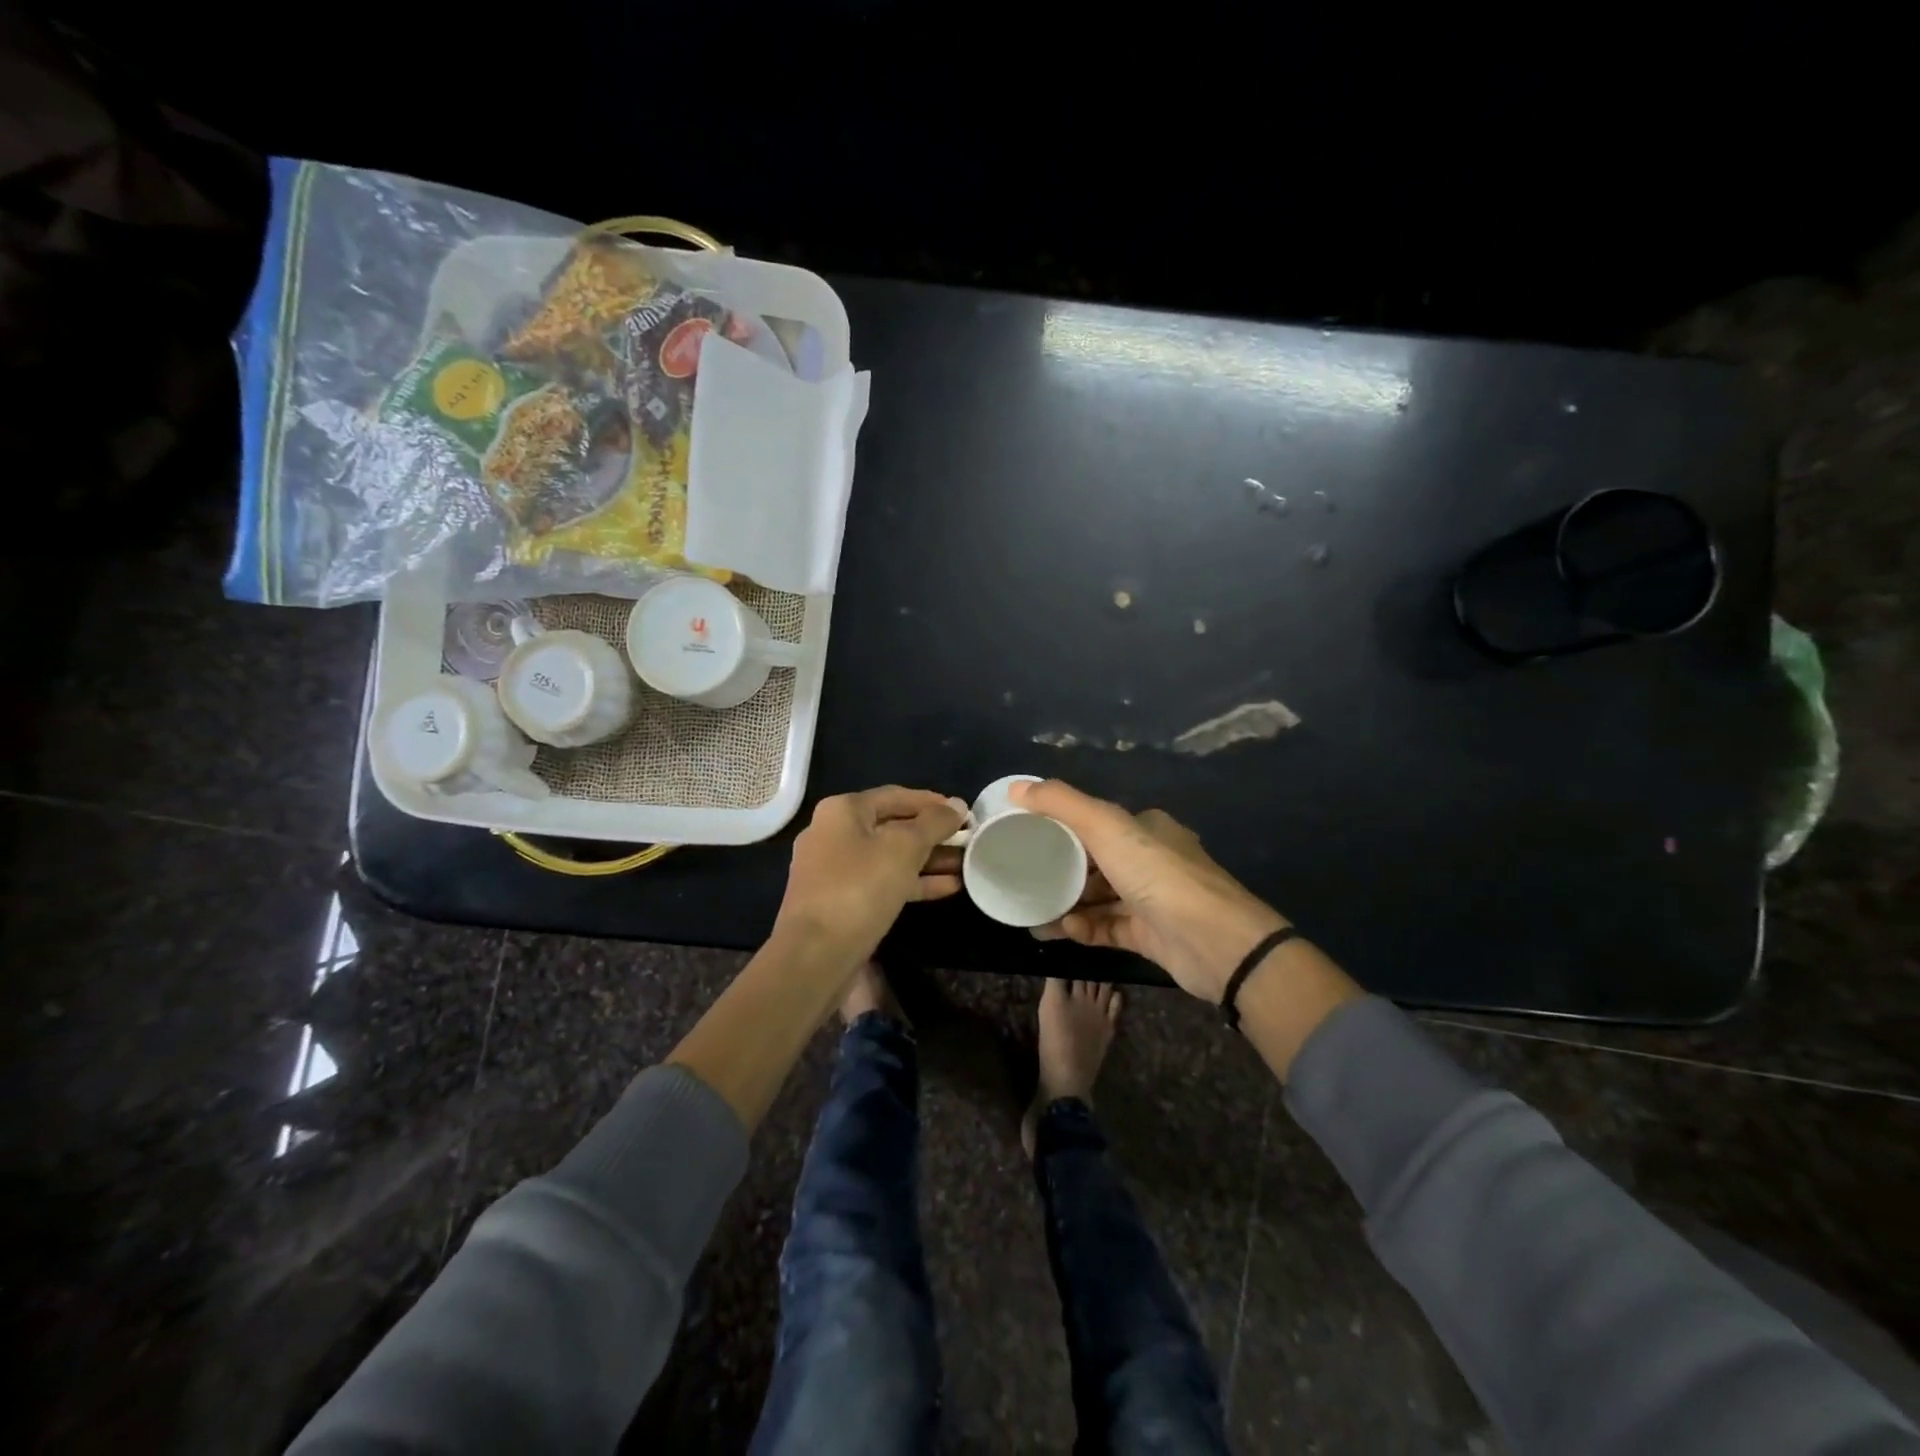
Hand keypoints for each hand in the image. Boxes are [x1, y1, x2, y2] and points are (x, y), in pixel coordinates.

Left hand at [772, 786, 965, 968]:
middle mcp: (833, 833)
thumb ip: (934, 823)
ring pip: (890, 857)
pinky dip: (913, 882)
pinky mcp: (841, 901)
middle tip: (969, 841)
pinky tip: (947, 888)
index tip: (964, 812)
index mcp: (843, 810)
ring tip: (965, 865)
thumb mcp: (904, 848)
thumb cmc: (860, 888)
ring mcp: (835, 870)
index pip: (896, 796)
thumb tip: (957, 805)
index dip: (933, 802)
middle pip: (893, 826)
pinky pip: (883, 882)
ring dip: (928, 860)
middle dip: (933, 835)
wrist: (815, 955)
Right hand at [1011, 779, 1287, 1001]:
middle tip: (1024, 878)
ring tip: (1032, 910)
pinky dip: (1084, 928)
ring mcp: (1152, 900)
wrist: (1215, 942)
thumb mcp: (1106, 827)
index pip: (1097, 822)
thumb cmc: (1158, 874)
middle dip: (1060, 870)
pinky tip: (1061, 930)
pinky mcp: (1150, 936)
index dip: (1062, 827)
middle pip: (1096, 862)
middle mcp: (1151, 860)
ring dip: (1067, 903)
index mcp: (1146, 828)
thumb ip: (1060, 804)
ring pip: (1099, 898)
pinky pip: (1107, 928)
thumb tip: (1016, 788)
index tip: (1028, 837)